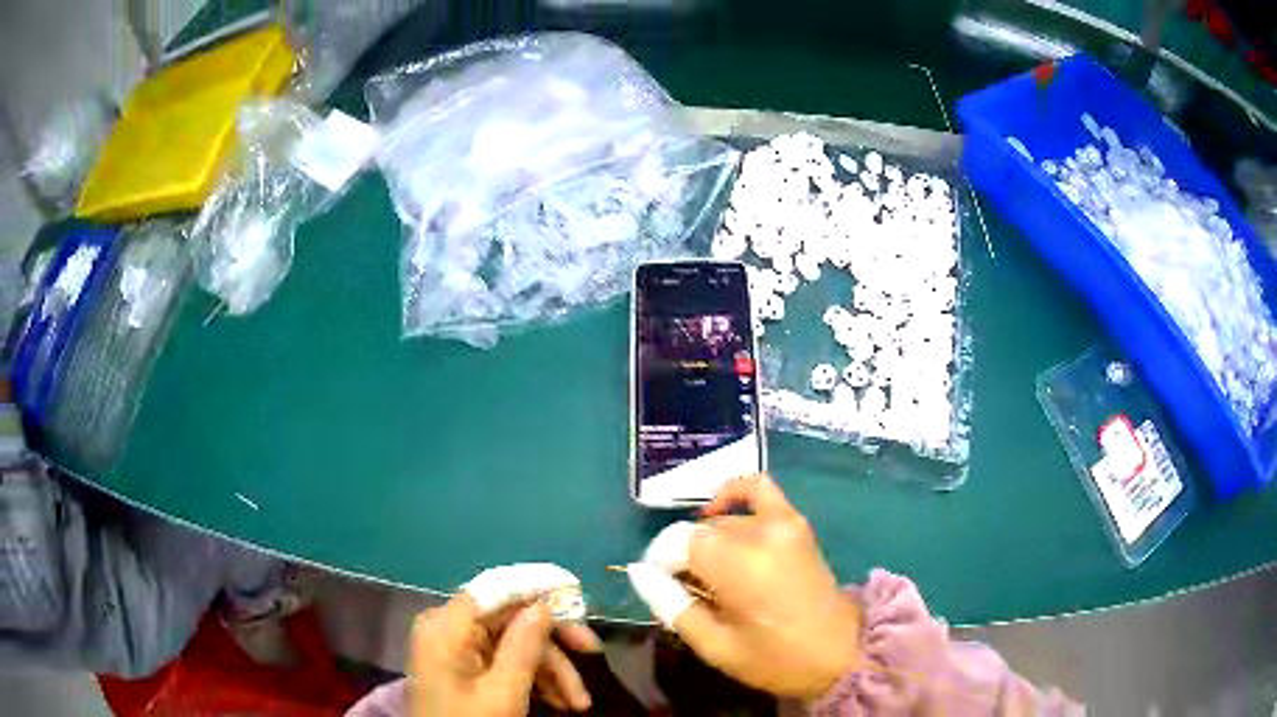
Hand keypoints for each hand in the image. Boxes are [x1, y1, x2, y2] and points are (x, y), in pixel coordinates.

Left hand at [408, 593, 598, 715]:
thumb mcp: (503, 691)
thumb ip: (524, 646)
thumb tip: (544, 605)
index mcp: (448, 625)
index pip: (498, 588)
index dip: (539, 588)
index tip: (580, 598)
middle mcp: (447, 627)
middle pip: (510, 619)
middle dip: (553, 646)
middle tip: (594, 655)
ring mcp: (453, 648)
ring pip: (513, 644)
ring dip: (550, 670)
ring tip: (578, 703)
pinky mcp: (461, 667)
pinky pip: (502, 661)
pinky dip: (532, 679)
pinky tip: (558, 701)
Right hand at [634, 474, 861, 699]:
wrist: (840, 652)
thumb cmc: (775, 659)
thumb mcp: (715, 646)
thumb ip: (672, 605)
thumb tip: (639, 571)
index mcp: (737, 566)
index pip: (676, 543)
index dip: (661, 565)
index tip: (664, 590)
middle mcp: (757, 533)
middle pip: (698, 532)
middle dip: (684, 557)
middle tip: (689, 592)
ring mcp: (781, 522)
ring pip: (722, 522)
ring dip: (708, 542)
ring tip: (712, 575)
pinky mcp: (795, 522)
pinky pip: (758, 489)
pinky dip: (734, 494)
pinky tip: (719, 512)